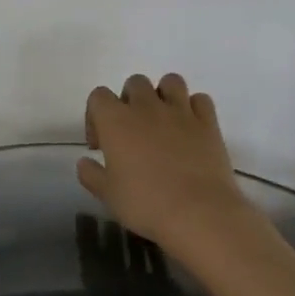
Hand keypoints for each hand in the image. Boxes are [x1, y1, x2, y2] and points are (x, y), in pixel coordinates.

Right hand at [77, 74, 249, 245]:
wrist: (198, 214)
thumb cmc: (145, 203)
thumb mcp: (107, 194)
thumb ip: (91, 174)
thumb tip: (85, 162)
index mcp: (116, 121)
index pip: (98, 96)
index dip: (95, 116)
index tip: (100, 145)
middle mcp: (147, 107)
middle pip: (135, 83)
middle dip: (129, 101)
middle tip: (131, 131)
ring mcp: (181, 112)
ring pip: (170, 81)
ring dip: (163, 95)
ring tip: (161, 121)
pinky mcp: (209, 123)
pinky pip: (200, 100)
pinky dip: (193, 108)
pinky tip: (189, 128)